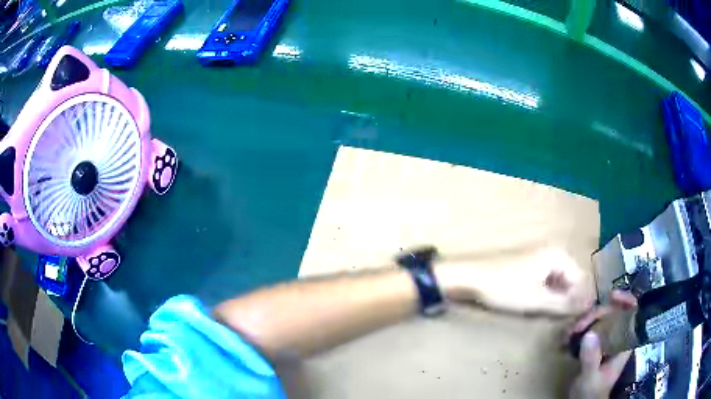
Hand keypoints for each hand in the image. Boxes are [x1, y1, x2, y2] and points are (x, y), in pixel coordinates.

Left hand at [436, 247, 593, 315]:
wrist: (469, 278)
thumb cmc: (505, 288)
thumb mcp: (538, 300)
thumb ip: (565, 304)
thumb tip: (588, 306)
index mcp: (558, 256)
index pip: (580, 280)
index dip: (577, 301)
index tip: (572, 321)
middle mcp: (552, 253)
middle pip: (568, 281)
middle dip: (564, 301)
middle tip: (555, 319)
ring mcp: (538, 259)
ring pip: (556, 283)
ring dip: (553, 300)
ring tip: (543, 314)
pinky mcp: (527, 267)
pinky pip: (544, 283)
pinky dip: (543, 296)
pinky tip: (533, 306)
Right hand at [568, 291, 637, 398]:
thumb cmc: (591, 393)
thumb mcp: (590, 378)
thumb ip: (591, 359)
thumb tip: (589, 334)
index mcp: (624, 343)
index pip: (633, 313)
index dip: (626, 300)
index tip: (611, 296)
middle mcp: (618, 337)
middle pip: (613, 313)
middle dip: (596, 315)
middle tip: (578, 325)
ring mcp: (606, 341)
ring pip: (600, 320)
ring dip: (585, 321)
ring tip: (570, 332)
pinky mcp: (595, 346)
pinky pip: (590, 329)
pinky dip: (579, 329)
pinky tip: (568, 336)